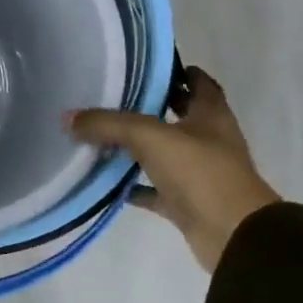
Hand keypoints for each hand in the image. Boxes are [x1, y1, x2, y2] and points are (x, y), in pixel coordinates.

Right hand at [69, 67, 279, 274]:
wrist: (234, 236)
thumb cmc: (201, 172)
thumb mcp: (150, 137)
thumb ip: (108, 124)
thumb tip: (67, 117)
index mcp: (211, 114)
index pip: (198, 82)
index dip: (176, 71)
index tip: (144, 65)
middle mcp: (209, 139)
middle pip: (179, 115)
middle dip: (151, 106)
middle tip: (113, 96)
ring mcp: (200, 173)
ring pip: (164, 153)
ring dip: (139, 147)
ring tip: (102, 135)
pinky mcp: (188, 203)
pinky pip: (156, 190)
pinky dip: (135, 186)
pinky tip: (108, 182)